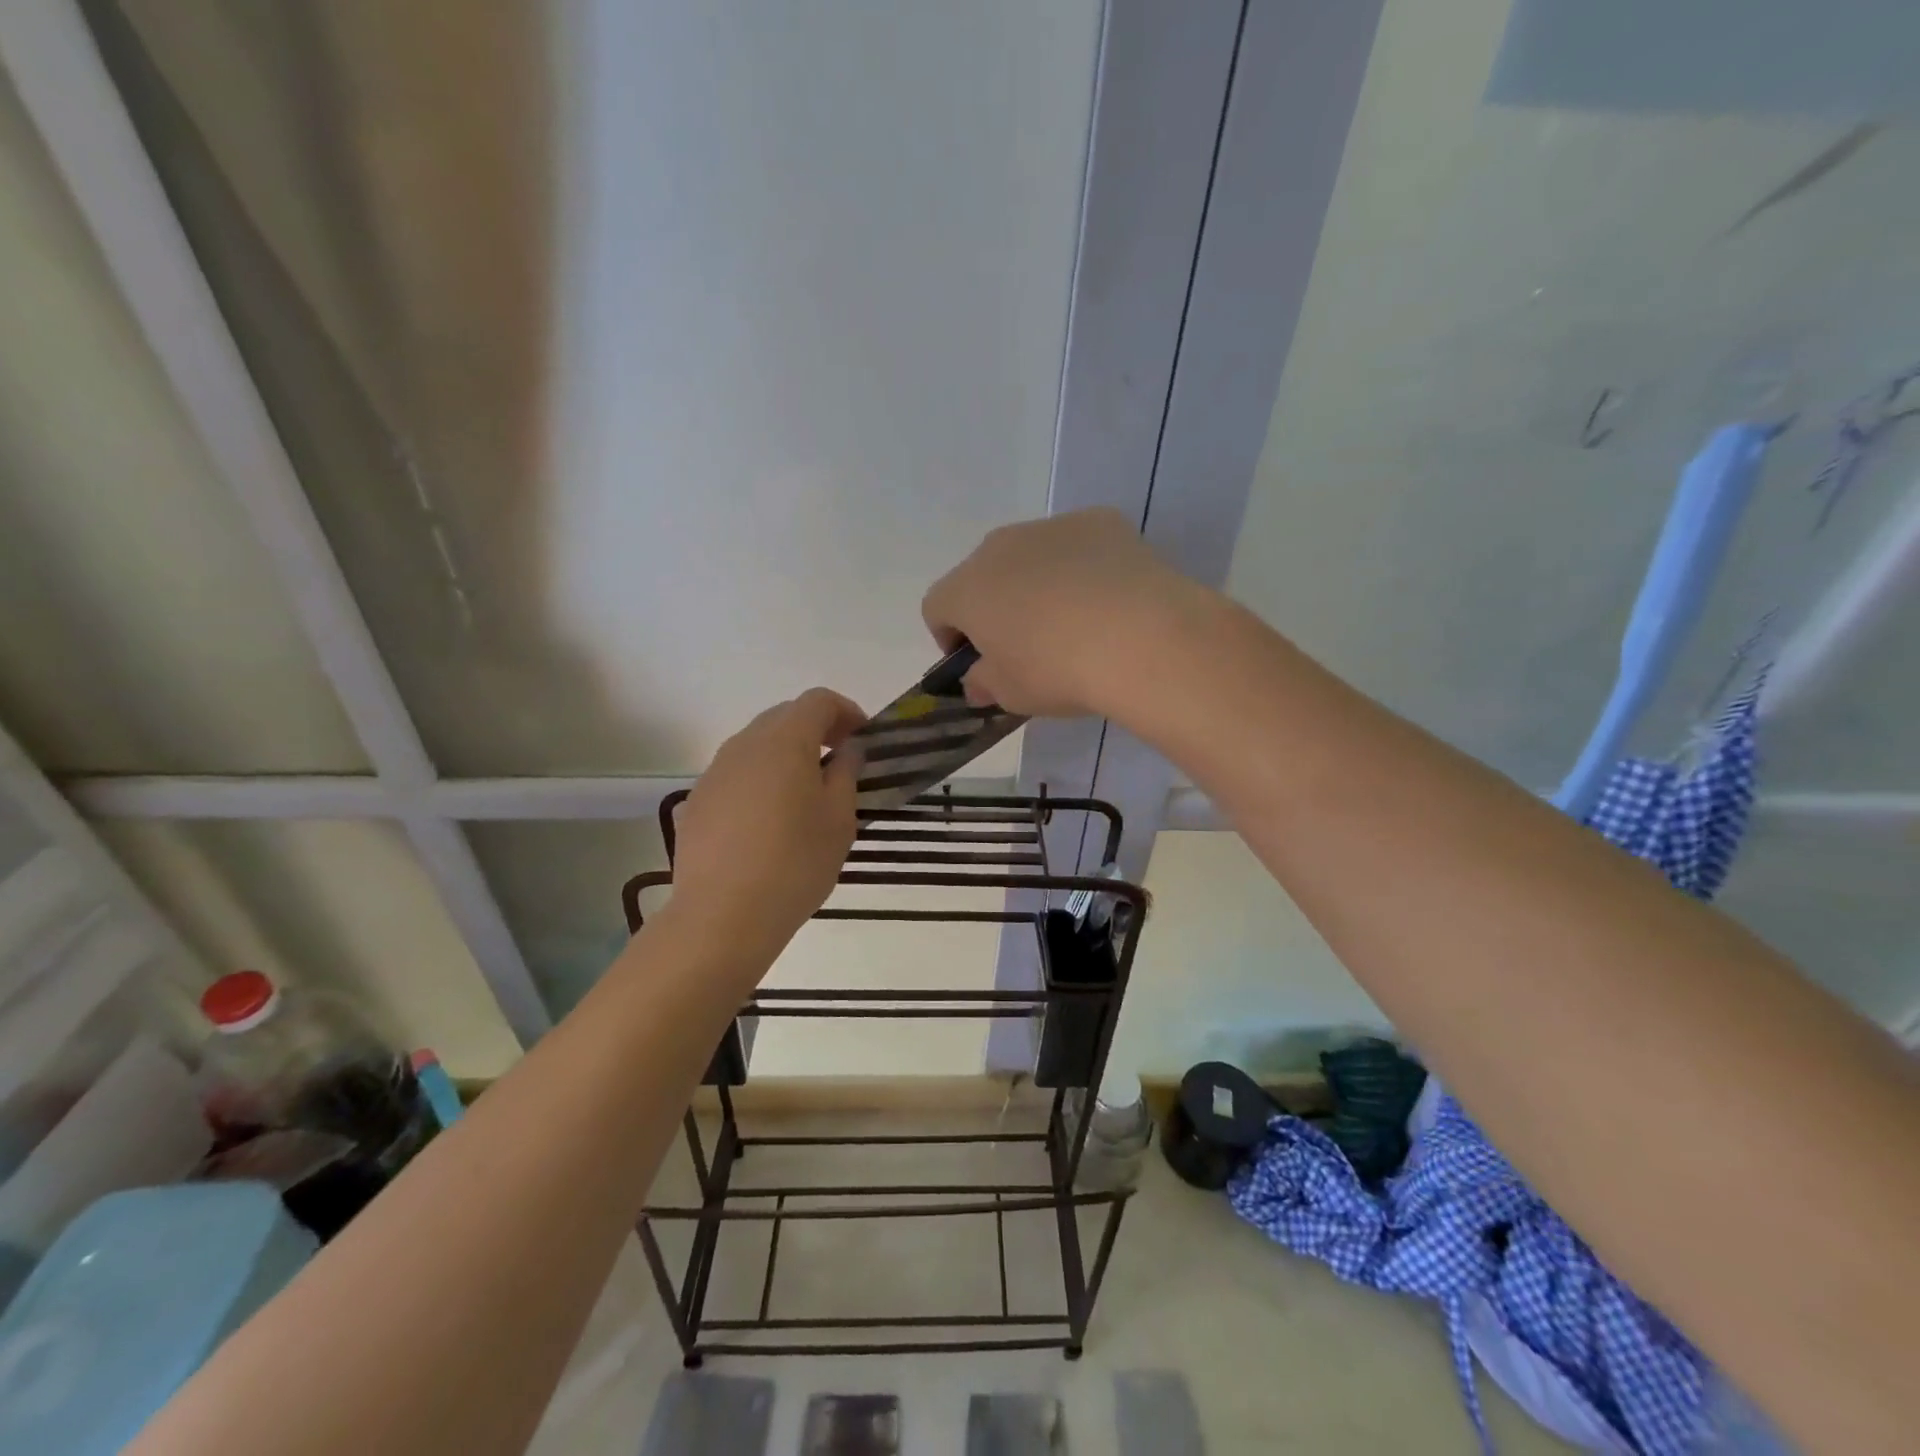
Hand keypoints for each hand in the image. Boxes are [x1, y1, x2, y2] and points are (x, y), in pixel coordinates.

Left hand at [669, 689, 865, 964]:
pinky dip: (761, 778)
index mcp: (784, 741)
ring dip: (786, 753)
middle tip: (840, 761)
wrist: (722, 916)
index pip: (818, 701)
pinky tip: (770, 819)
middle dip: (816, 729)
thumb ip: (846, 773)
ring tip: (806, 792)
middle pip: (784, 716)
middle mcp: (745, 744)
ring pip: (757, 744)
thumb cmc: (795, 863)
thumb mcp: (839, 819)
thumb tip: (847, 750)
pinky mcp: (698, 800)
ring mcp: (715, 772)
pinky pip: (737, 773)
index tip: (863, 739)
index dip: (846, 711)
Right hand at [921, 508, 1196, 717]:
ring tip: (1073, 622)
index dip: (949, 637)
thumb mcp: (1011, 695)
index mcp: (967, 589)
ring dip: (1037, 583)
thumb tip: (978, 681)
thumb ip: (985, 684)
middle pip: (982, 575)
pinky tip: (1109, 600)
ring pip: (1030, 555)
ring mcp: (1051, 527)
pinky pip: (1077, 545)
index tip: (976, 663)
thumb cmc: (1059, 671)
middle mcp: (1000, 546)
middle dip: (994, 606)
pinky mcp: (1100, 521)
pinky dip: (1082, 567)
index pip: (937, 608)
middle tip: (1024, 644)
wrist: (1141, 637)